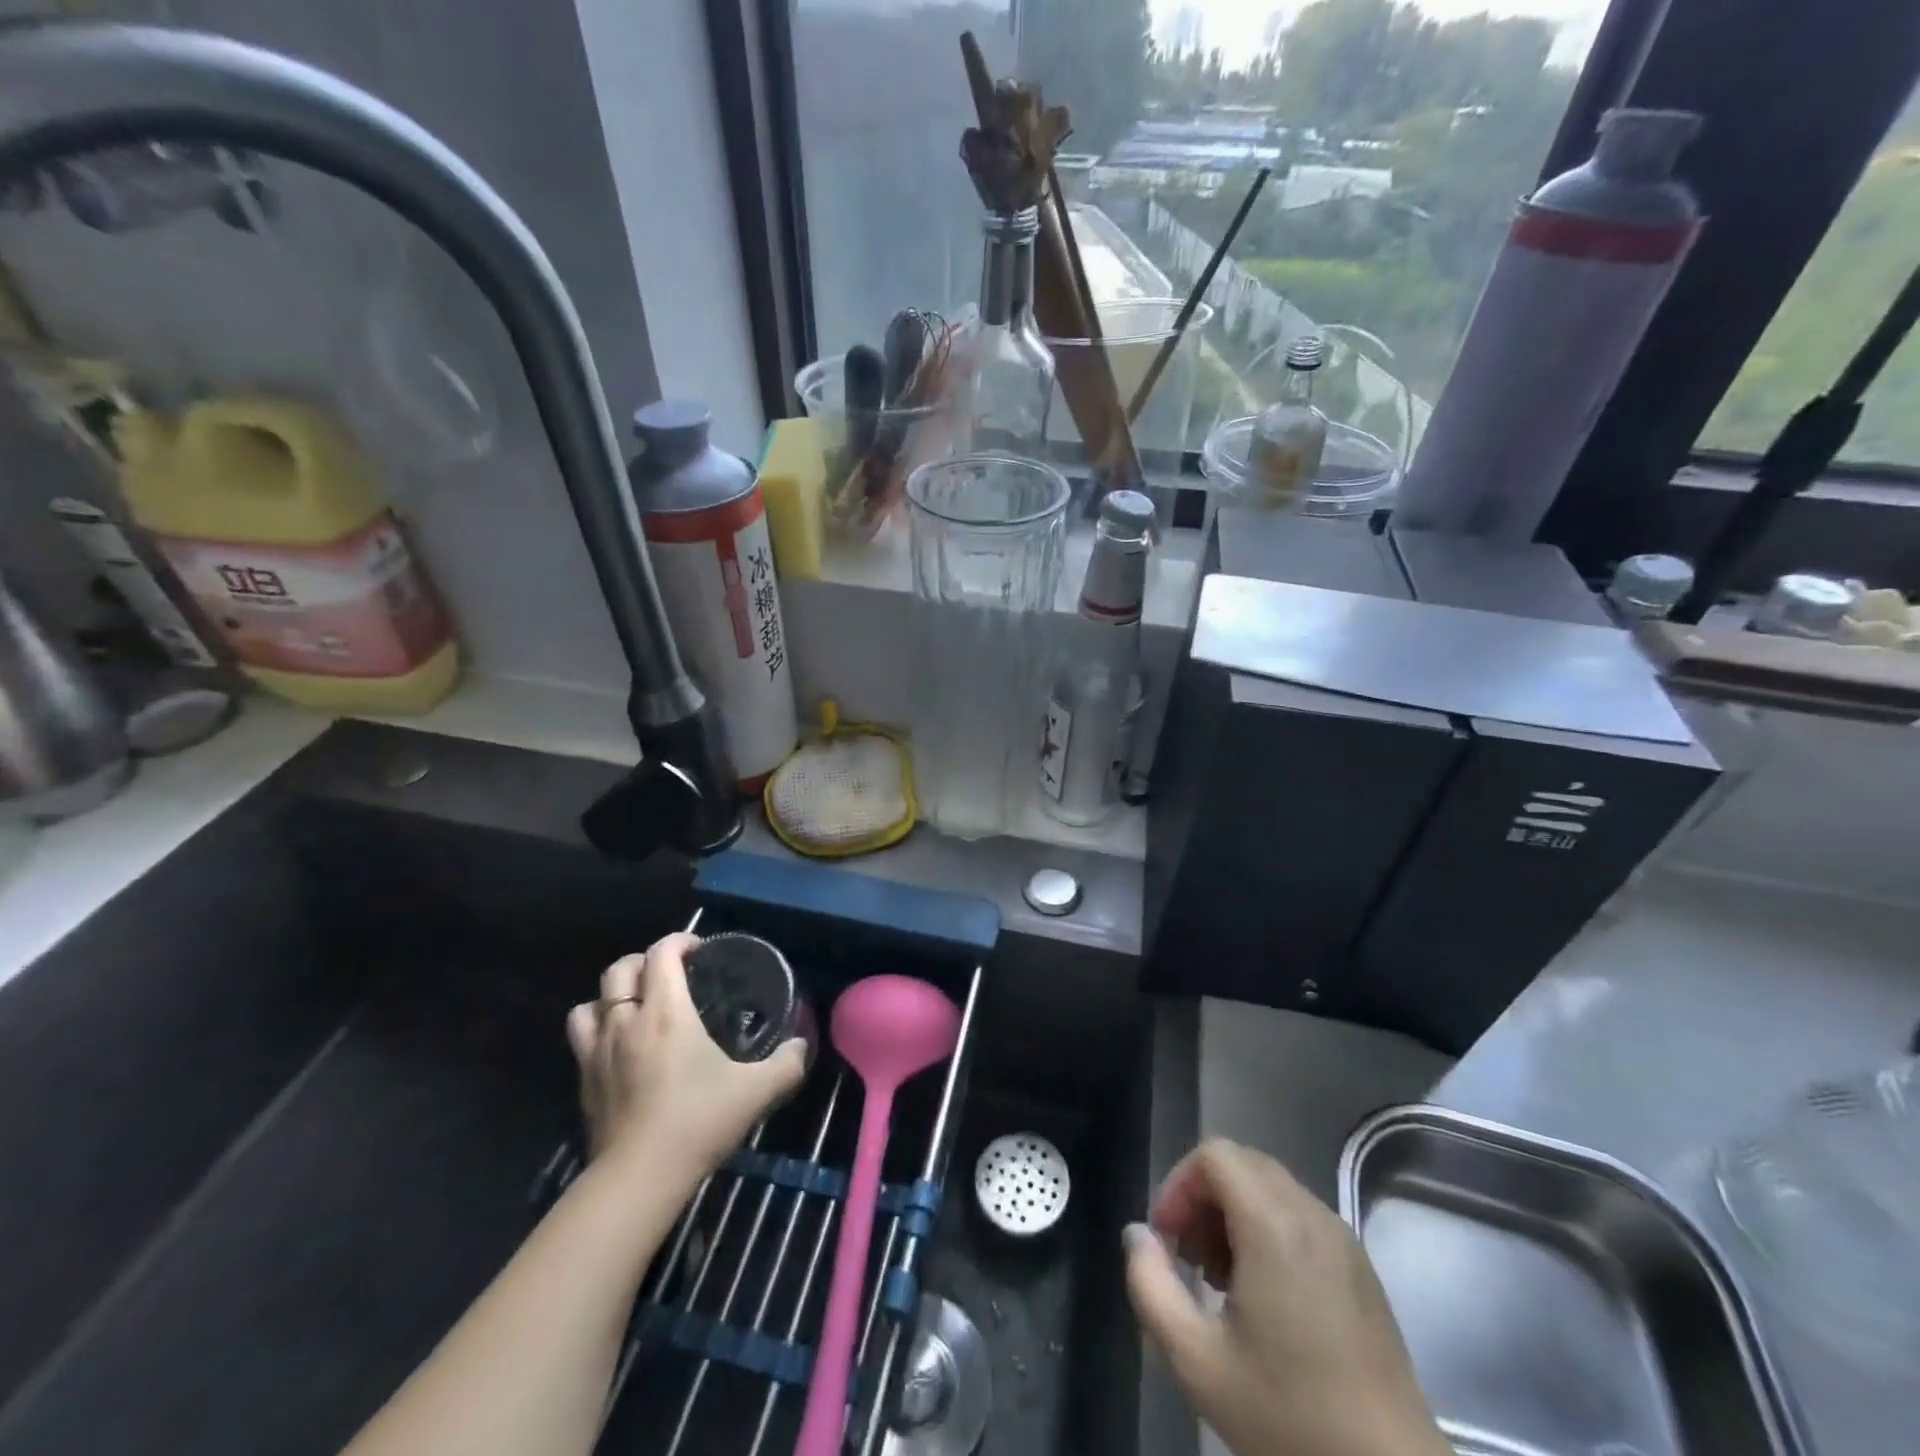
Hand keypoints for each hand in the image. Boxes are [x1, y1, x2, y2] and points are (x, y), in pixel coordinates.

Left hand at [566, 933, 807, 1181]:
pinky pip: (582, 1037)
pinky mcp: (584, 1081)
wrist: (639, 1178)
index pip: (661, 953)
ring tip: (637, 1006)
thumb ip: (787, 1064)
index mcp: (666, 1012)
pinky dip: (599, 1028)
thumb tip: (801, 1046)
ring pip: (592, 1002)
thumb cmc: (698, 1121)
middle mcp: (626, 1021)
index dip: (680, 941)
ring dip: (614, 995)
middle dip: (644, 961)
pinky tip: (621, 1046)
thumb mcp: (757, 1091)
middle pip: (619, 969)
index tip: (701, 951)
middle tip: (671, 975)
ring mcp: (598, 1051)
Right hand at [1124, 1140, 1448, 1455]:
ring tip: (1219, 1281)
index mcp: (1274, 1226)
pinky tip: (1262, 1297)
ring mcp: (1342, 1240)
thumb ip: (1150, 1286)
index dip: (1178, 1185)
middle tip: (1187, 1258)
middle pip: (1241, 1164)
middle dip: (1202, 1198)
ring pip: (1270, 1188)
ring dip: (1232, 1214)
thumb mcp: (1197, 1362)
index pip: (1215, 1155)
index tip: (1166, 1240)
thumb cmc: (1290, 1419)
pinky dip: (1266, 1230)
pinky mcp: (1361, 1267)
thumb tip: (1137, 1235)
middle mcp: (1312, 1216)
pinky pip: (1299, 1216)